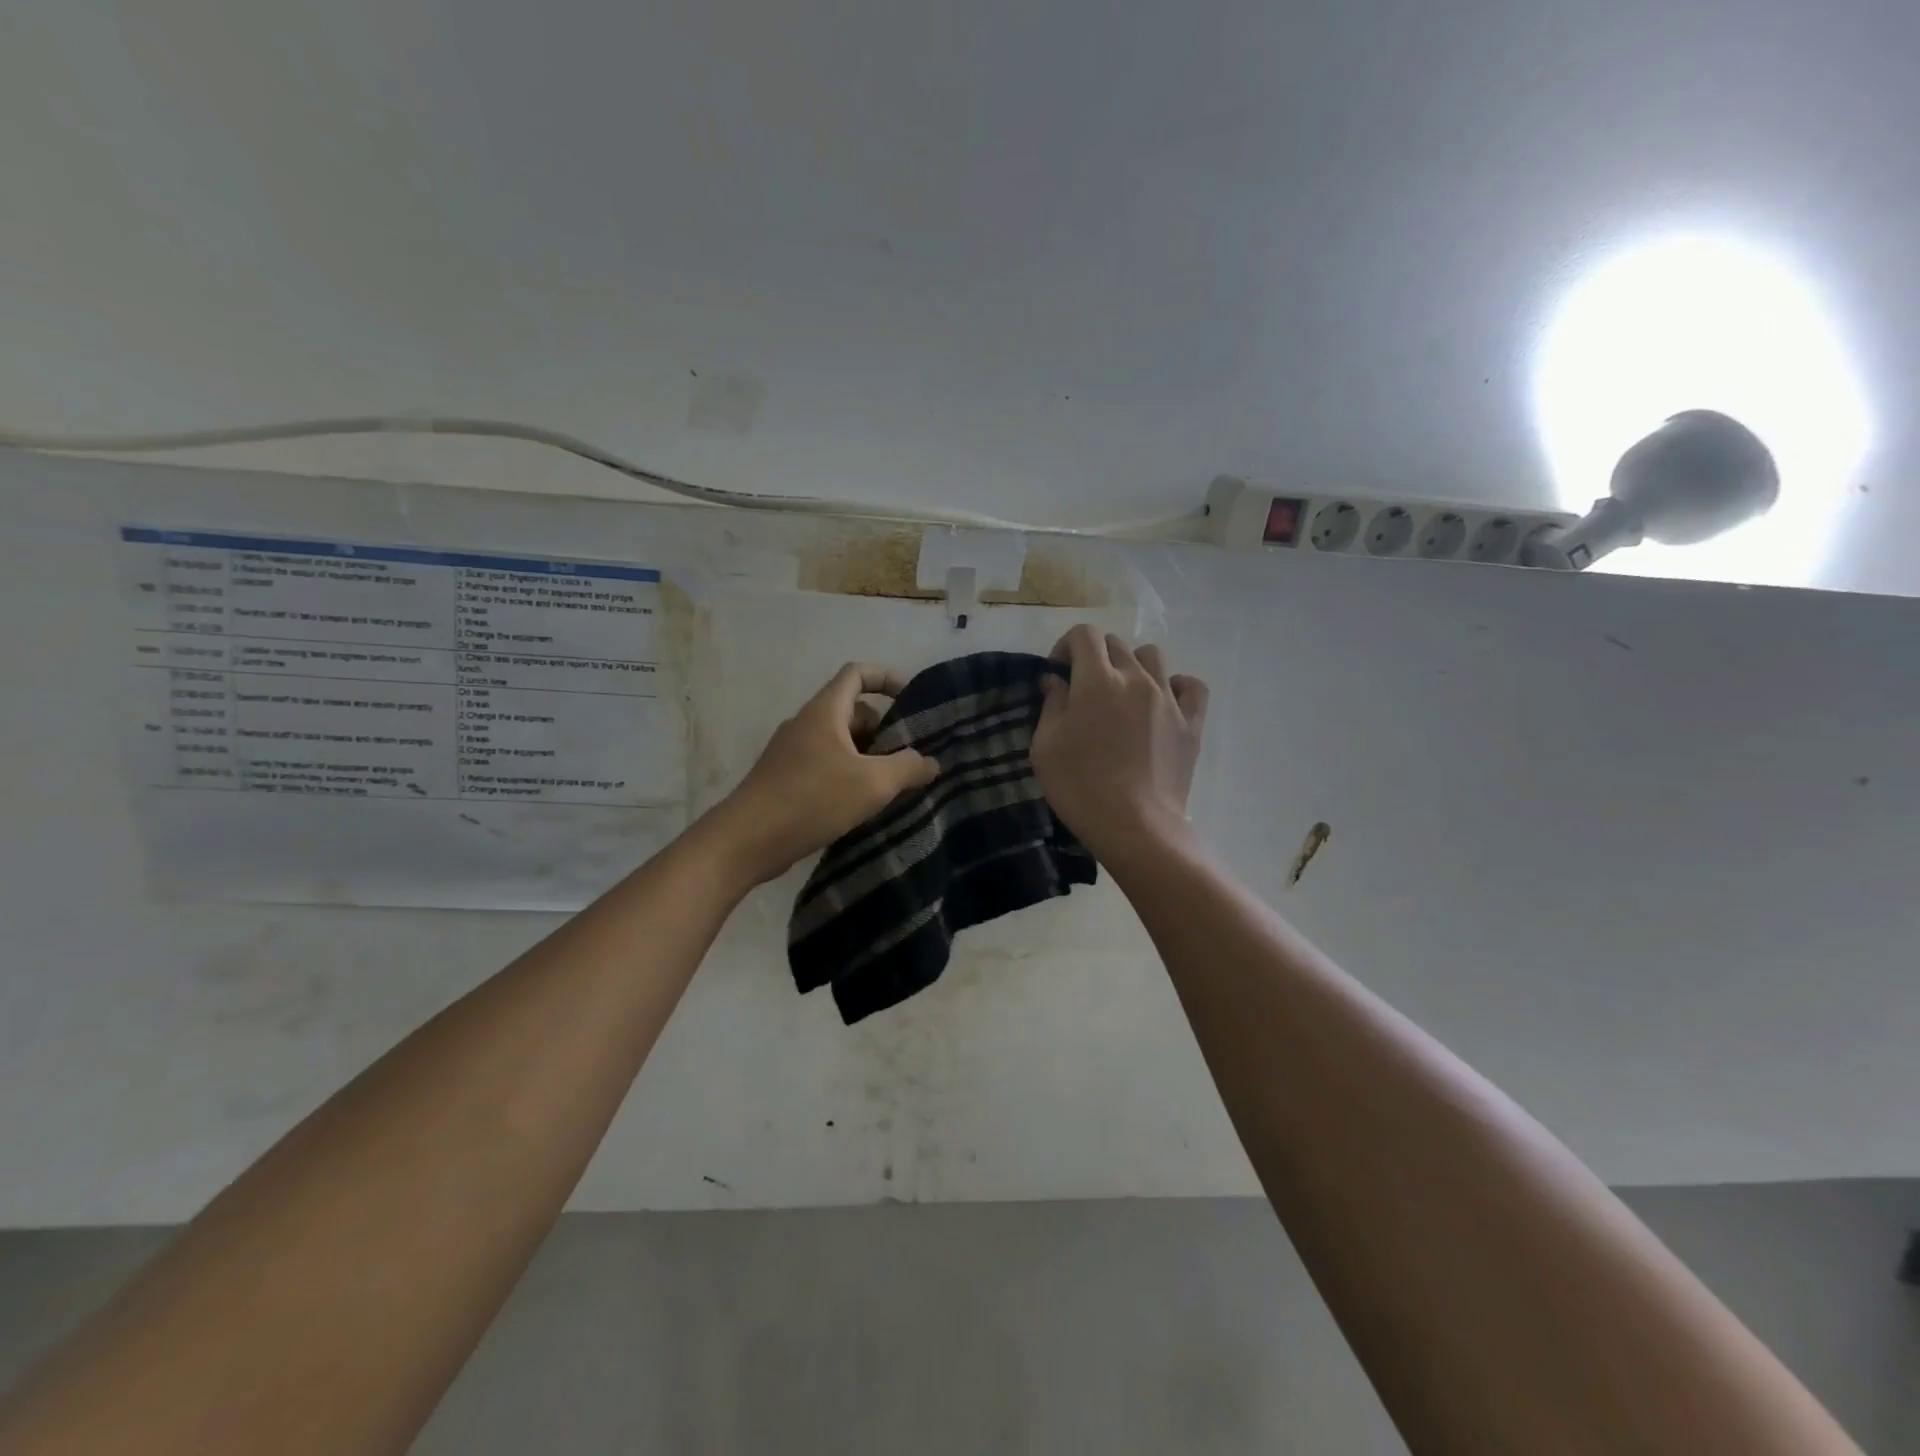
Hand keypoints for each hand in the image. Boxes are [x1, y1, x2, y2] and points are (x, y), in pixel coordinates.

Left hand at [707, 663, 937, 884]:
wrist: (747, 840)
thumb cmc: (812, 799)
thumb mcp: (873, 783)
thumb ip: (908, 767)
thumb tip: (931, 762)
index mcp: (824, 711)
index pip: (856, 673)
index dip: (887, 678)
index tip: (912, 698)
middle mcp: (806, 724)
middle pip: (852, 710)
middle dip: (884, 728)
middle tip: (909, 754)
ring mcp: (792, 752)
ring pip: (839, 742)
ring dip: (867, 756)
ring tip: (893, 783)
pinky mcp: (785, 779)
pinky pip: (825, 765)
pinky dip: (848, 774)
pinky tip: (862, 804)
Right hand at [1031, 626, 1207, 861]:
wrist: (1135, 826)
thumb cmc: (1080, 787)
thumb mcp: (1046, 746)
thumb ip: (1052, 704)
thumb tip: (1056, 680)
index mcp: (1096, 680)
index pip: (1084, 634)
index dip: (1066, 646)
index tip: (1058, 674)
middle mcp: (1135, 678)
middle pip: (1116, 644)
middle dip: (1095, 658)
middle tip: (1084, 691)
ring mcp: (1168, 698)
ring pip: (1152, 657)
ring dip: (1133, 666)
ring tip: (1123, 695)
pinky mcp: (1192, 723)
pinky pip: (1192, 686)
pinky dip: (1177, 686)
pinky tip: (1164, 702)